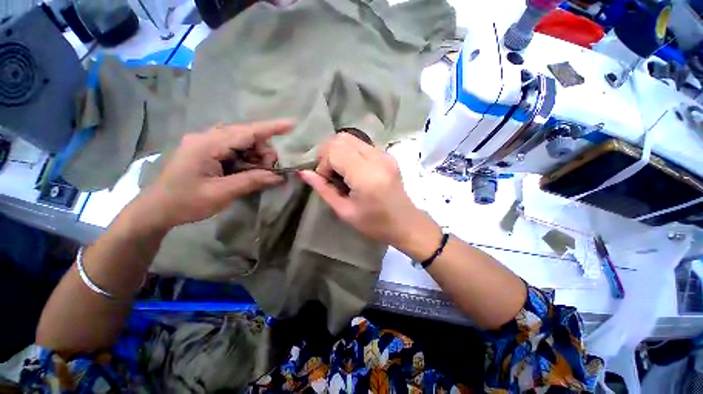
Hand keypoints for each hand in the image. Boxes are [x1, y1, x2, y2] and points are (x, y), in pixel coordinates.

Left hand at [135, 119, 293, 230]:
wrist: (156, 209)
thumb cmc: (185, 202)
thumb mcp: (221, 194)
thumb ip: (251, 181)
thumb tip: (278, 176)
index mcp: (207, 145)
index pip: (247, 131)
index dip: (271, 128)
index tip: (291, 124)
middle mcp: (207, 137)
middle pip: (247, 136)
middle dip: (264, 152)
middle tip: (270, 172)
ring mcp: (205, 143)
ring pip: (242, 142)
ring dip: (256, 157)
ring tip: (258, 174)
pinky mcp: (206, 150)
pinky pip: (234, 149)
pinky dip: (246, 159)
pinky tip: (246, 171)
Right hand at [298, 133, 441, 254]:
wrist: (405, 223)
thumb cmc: (375, 224)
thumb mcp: (345, 211)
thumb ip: (323, 190)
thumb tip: (304, 172)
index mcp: (366, 176)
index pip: (334, 151)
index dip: (323, 163)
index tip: (326, 180)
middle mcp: (377, 158)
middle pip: (341, 138)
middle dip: (328, 153)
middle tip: (330, 174)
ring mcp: (385, 154)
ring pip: (351, 138)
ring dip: (338, 151)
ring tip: (341, 171)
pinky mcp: (388, 155)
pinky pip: (362, 144)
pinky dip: (350, 152)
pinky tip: (352, 169)